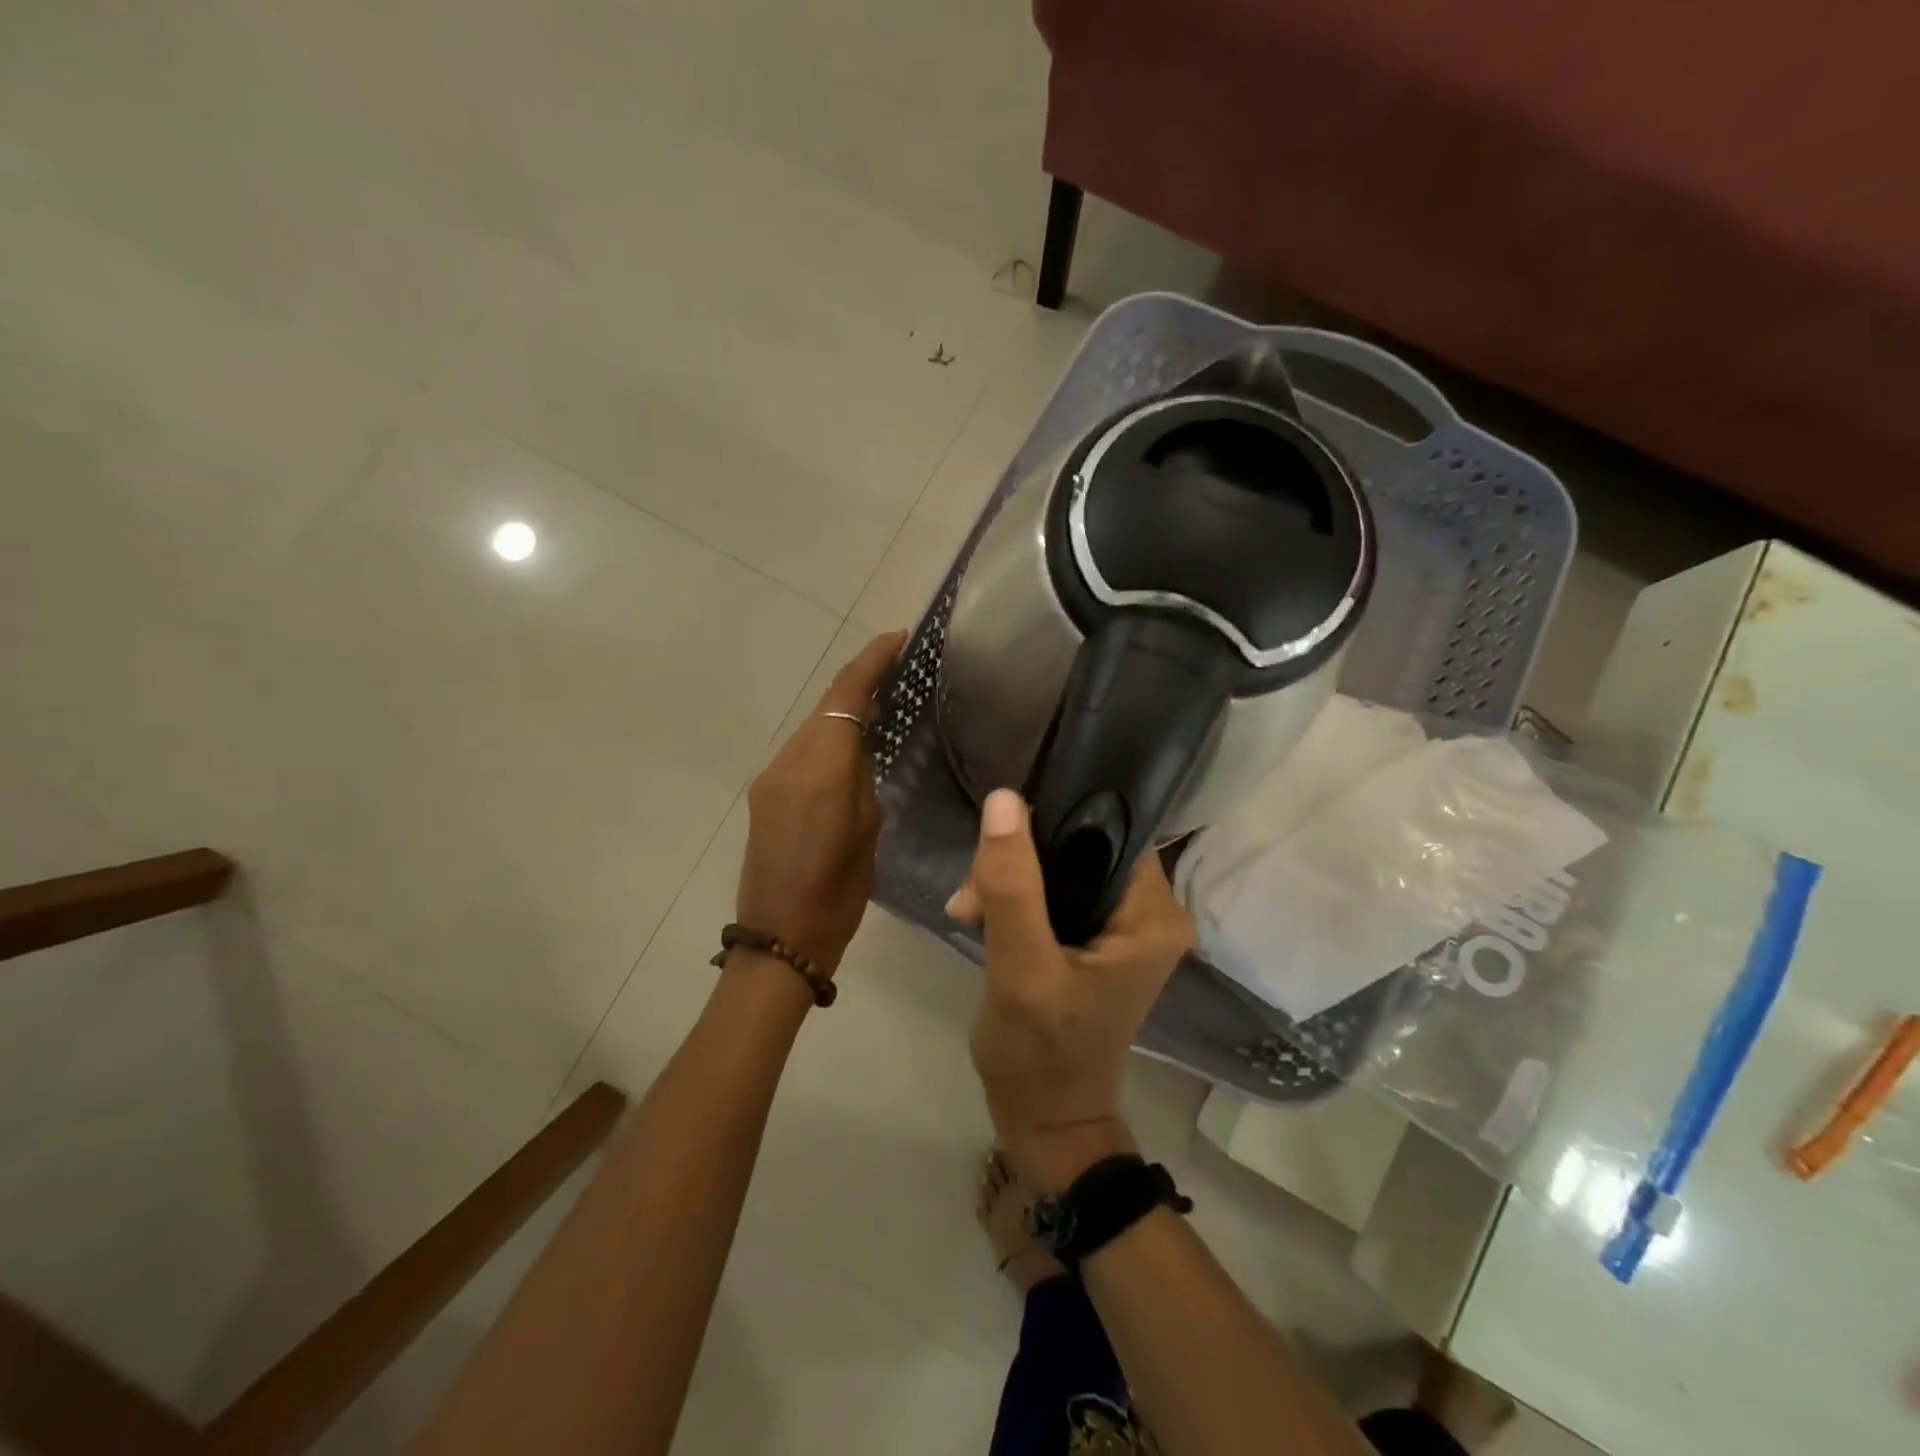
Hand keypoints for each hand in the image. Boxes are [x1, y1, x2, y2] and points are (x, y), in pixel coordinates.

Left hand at [735, 630, 904, 975]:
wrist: (781, 935)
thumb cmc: (839, 891)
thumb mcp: (869, 830)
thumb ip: (864, 778)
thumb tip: (862, 750)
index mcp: (822, 769)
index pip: (846, 696)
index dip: (872, 661)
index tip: (898, 637)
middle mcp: (790, 762)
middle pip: (826, 705)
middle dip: (860, 679)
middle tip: (898, 666)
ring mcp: (772, 777)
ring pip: (813, 726)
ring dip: (843, 708)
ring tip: (882, 700)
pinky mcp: (765, 794)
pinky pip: (802, 750)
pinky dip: (828, 736)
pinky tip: (850, 744)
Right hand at [947, 790, 1194, 1187]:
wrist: (1044, 1122)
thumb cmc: (1039, 1053)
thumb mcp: (1021, 967)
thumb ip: (1013, 885)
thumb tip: (1004, 798)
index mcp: (1154, 914)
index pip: (1112, 829)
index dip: (1054, 821)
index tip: (1001, 840)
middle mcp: (1150, 912)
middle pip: (1081, 847)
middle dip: (1020, 861)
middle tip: (972, 894)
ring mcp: (1124, 926)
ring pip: (1061, 868)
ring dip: (1010, 881)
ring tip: (968, 912)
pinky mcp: (1096, 939)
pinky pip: (1055, 894)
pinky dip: (1016, 901)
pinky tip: (978, 918)